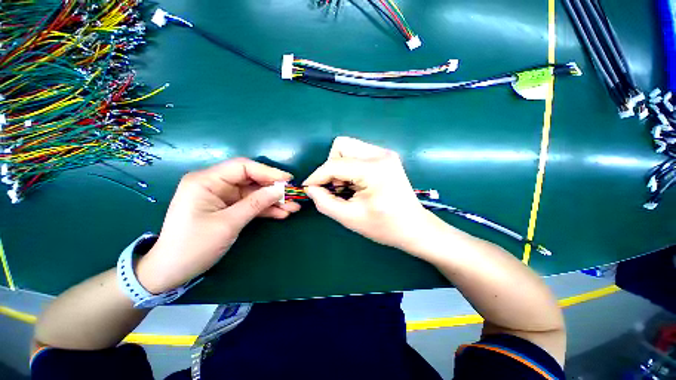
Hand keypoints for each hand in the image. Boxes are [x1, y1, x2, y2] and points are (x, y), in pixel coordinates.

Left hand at [136, 158, 299, 292]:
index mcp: (206, 180)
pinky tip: (282, 213)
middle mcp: (214, 184)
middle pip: (251, 180)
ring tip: (293, 207)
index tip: (288, 180)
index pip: (243, 167)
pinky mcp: (227, 208)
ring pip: (254, 193)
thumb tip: (281, 190)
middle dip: (273, 189)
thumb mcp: (228, 223)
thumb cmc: (194, 246)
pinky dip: (265, 209)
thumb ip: (256, 203)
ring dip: (273, 200)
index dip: (268, 172)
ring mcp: (222, 196)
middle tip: (293, 196)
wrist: (172, 271)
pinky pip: (250, 204)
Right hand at [303, 137, 435, 252]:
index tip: (308, 188)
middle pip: (341, 146)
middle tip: (336, 188)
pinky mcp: (385, 157)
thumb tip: (311, 188)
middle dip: (331, 167)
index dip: (317, 176)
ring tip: (346, 187)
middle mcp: (380, 154)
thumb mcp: (350, 218)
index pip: (335, 165)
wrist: (413, 227)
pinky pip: (358, 153)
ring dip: (340, 166)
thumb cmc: (384, 226)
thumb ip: (325, 202)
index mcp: (374, 170)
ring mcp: (385, 153)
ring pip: (349, 147)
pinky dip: (350, 166)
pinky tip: (356, 183)